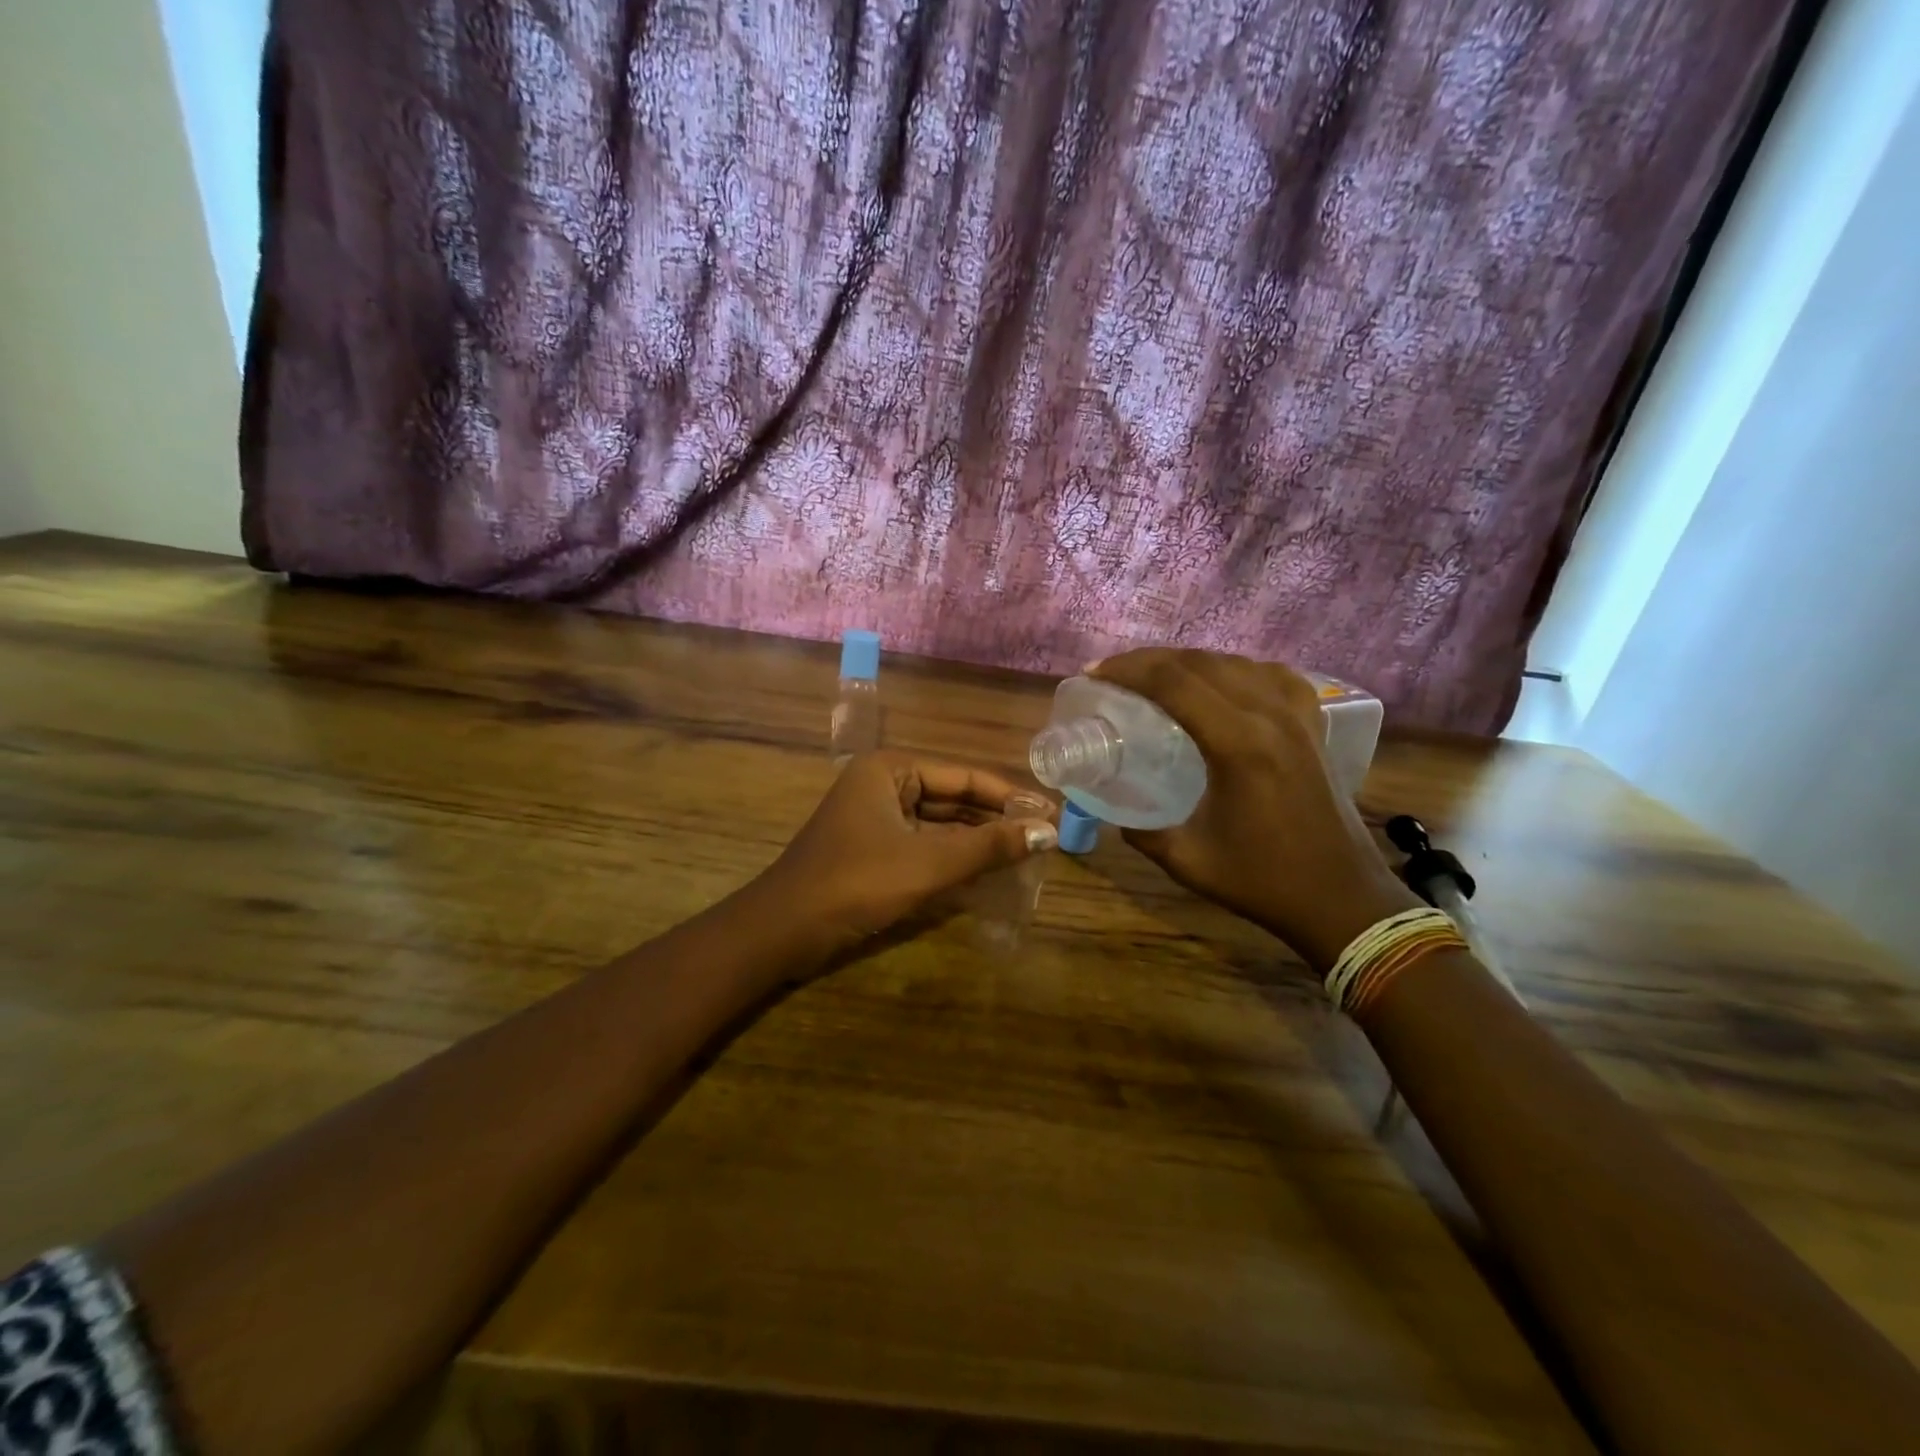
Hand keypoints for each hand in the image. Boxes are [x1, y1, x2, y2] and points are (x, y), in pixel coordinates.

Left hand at [759, 752, 1057, 959]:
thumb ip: (988, 846)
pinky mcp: (871, 851)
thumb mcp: (928, 862)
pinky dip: (952, 858)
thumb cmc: (856, 883)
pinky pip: (922, 846)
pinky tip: (985, 873)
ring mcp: (874, 819)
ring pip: (938, 824)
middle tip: (1042, 840)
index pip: (964, 776)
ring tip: (1023, 856)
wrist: (783, 931)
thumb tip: (1048, 831)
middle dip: (994, 820)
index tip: (1050, 815)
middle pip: (952, 798)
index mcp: (890, 770)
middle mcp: (882, 785)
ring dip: (976, 842)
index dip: (1009, 797)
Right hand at [1089, 650, 1418, 974]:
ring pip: (1236, 662)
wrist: (1342, 899)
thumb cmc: (1264, 882)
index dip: (1127, 670)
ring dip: (1189, 661)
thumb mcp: (1189, 860)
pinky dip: (1239, 669)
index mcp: (1237, 745)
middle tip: (1113, 672)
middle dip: (1149, 660)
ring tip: (1157, 675)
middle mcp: (1269, 716)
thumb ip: (1143, 833)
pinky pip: (1274, 676)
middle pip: (1200, 663)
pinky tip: (1225, 682)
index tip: (1094, 674)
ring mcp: (1297, 717)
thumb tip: (1115, 814)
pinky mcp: (1313, 726)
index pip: (1173, 683)